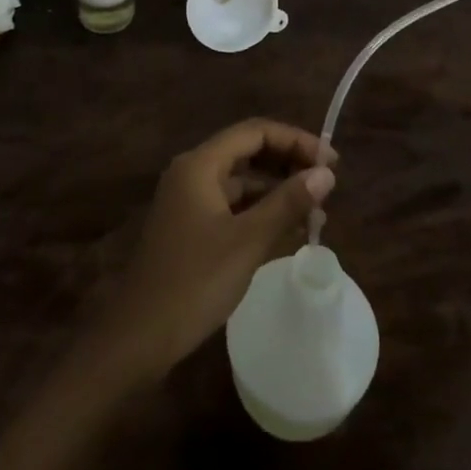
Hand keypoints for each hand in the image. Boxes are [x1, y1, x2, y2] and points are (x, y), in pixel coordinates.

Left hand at [85, 119, 334, 382]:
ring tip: (316, 210)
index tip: (331, 163)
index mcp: (200, 165)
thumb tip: (326, 173)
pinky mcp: (191, 227)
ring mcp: (189, 200)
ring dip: (278, 189)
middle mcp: (192, 173)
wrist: (139, 337)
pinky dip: (261, 211)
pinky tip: (289, 230)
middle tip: (327, 184)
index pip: (255, 132)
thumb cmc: (194, 282)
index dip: (296, 140)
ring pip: (242, 180)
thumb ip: (288, 203)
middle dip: (289, 162)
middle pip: (248, 151)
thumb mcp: (247, 241)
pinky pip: (233, 205)